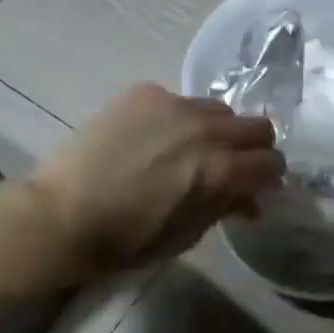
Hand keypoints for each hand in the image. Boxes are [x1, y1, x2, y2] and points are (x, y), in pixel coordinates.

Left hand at [27, 83, 282, 278]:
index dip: (269, 177)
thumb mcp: (187, 234)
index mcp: (218, 170)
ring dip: (217, 130)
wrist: (62, 214)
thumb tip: (249, 198)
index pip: (271, 162)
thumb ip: (225, 207)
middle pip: (257, 126)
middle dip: (253, 148)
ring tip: (192, 148)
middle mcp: (204, 129)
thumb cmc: (127, 239)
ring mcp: (173, 105)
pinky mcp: (144, 93)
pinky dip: (178, 118)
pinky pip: (179, 100)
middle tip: (233, 166)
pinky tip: (154, 138)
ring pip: (219, 109)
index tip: (257, 187)